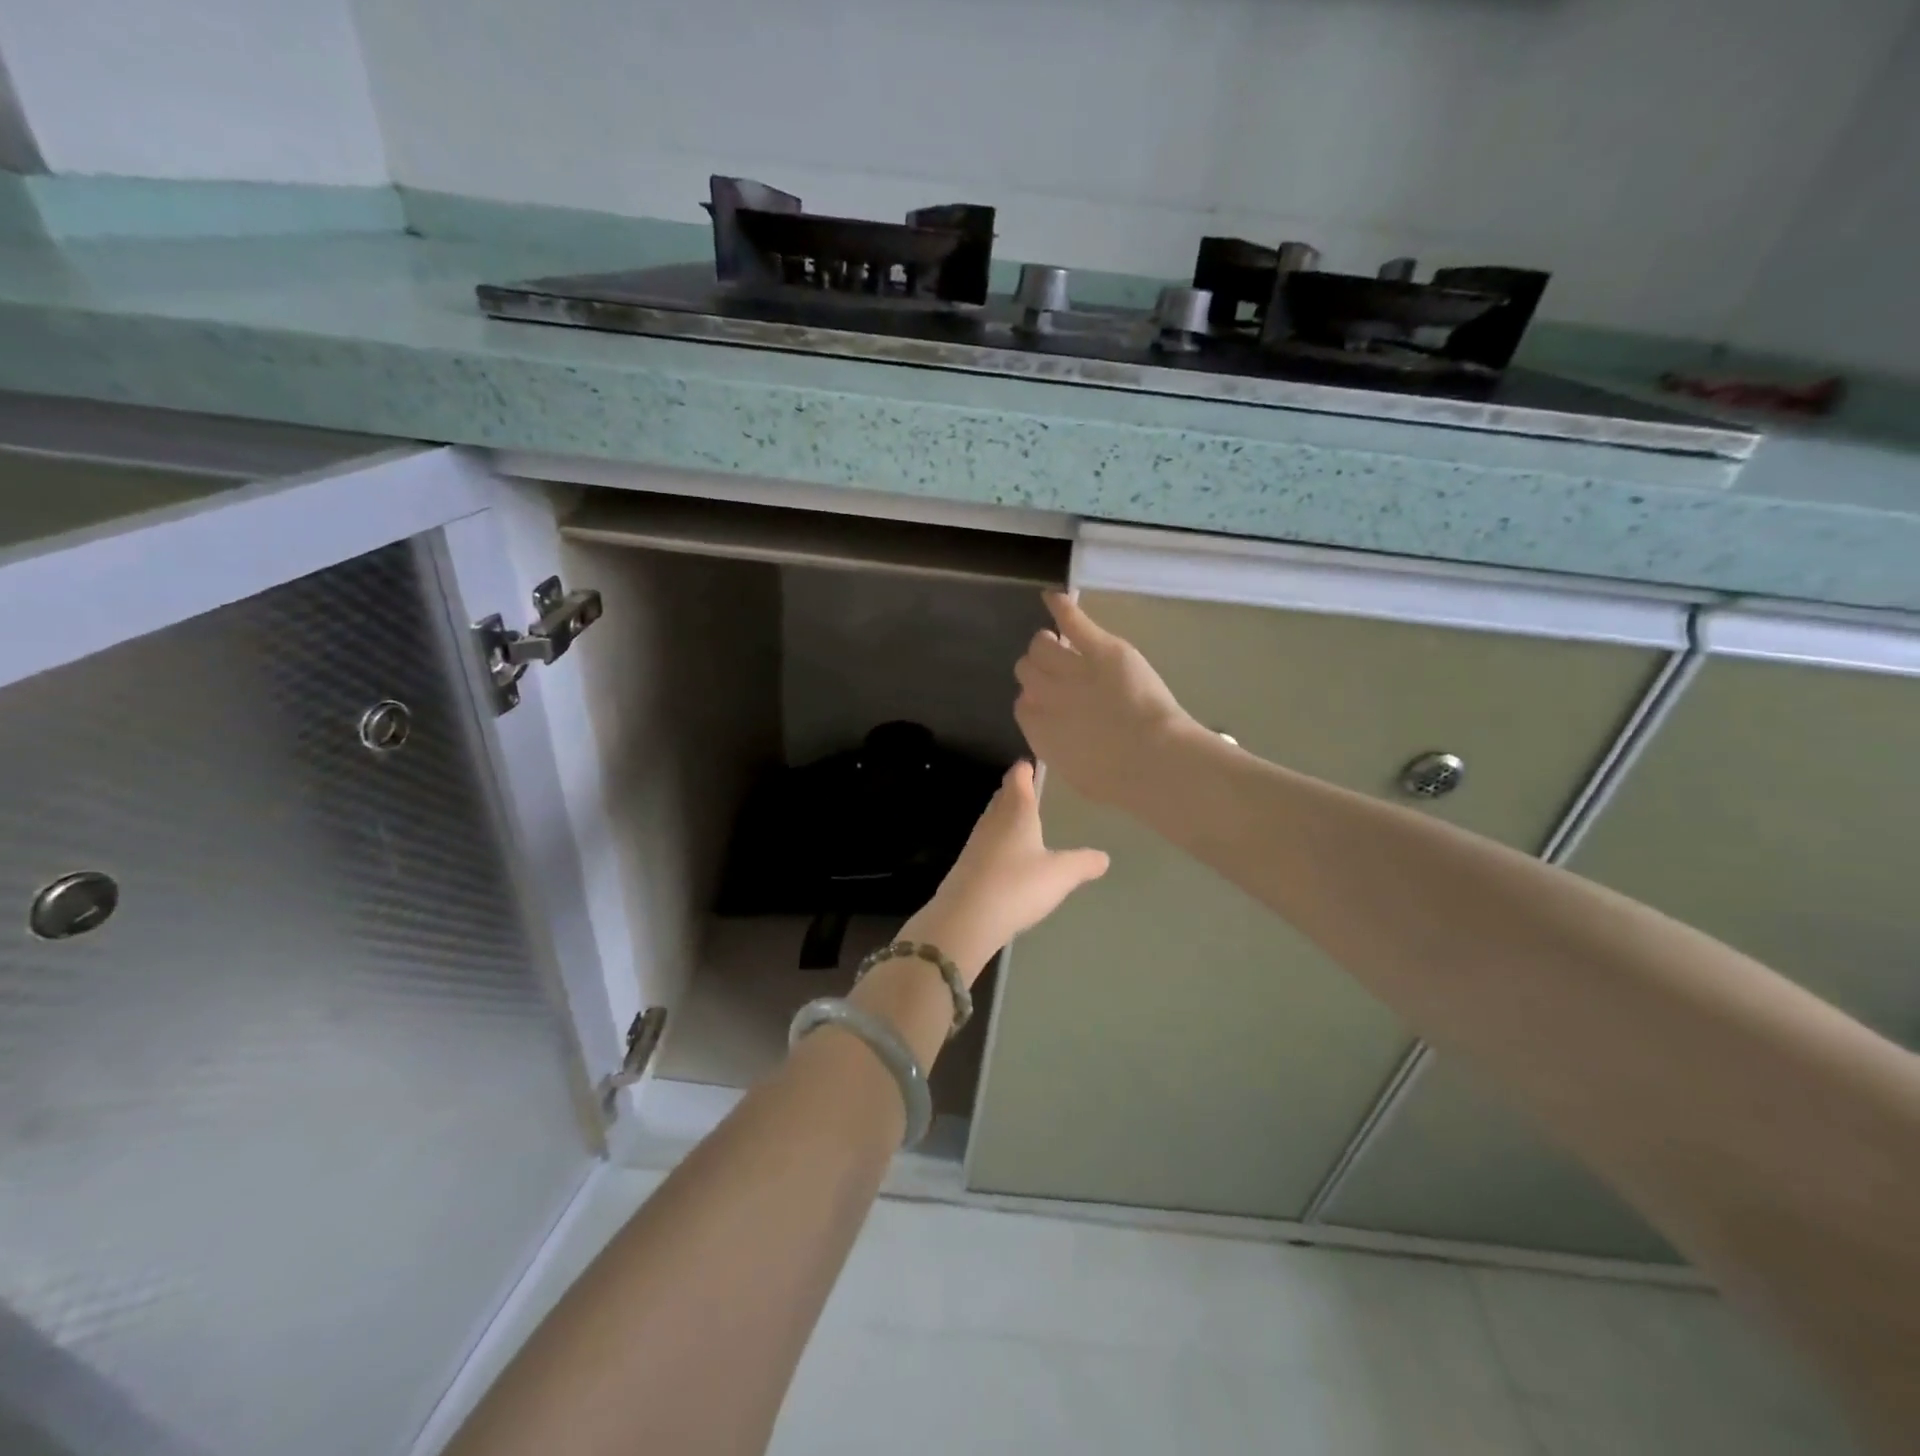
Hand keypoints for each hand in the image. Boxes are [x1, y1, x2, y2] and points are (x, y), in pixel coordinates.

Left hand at [904, 760, 1108, 981]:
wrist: (965, 919)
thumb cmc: (1016, 886)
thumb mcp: (1060, 875)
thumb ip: (1083, 863)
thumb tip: (1104, 857)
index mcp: (1016, 812)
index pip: (1018, 779)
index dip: (1024, 769)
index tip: (1030, 764)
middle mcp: (993, 821)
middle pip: (1002, 796)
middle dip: (1014, 790)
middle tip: (1027, 787)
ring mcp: (976, 843)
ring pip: (993, 819)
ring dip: (1005, 815)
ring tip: (1020, 818)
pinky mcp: (966, 866)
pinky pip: (986, 843)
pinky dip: (997, 841)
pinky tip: (1006, 855)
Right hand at [1014, 592, 1198, 806]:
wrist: (1152, 760)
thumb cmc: (1119, 780)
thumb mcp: (1077, 775)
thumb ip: (1056, 750)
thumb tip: (1049, 735)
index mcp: (1039, 730)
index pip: (1021, 704)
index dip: (1035, 699)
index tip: (1050, 702)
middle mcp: (1047, 696)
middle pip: (1025, 669)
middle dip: (1038, 670)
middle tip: (1058, 671)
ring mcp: (1072, 669)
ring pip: (1041, 645)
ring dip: (1047, 643)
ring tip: (1060, 643)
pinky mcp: (1100, 650)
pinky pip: (1072, 622)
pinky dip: (1061, 606)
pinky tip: (1053, 598)